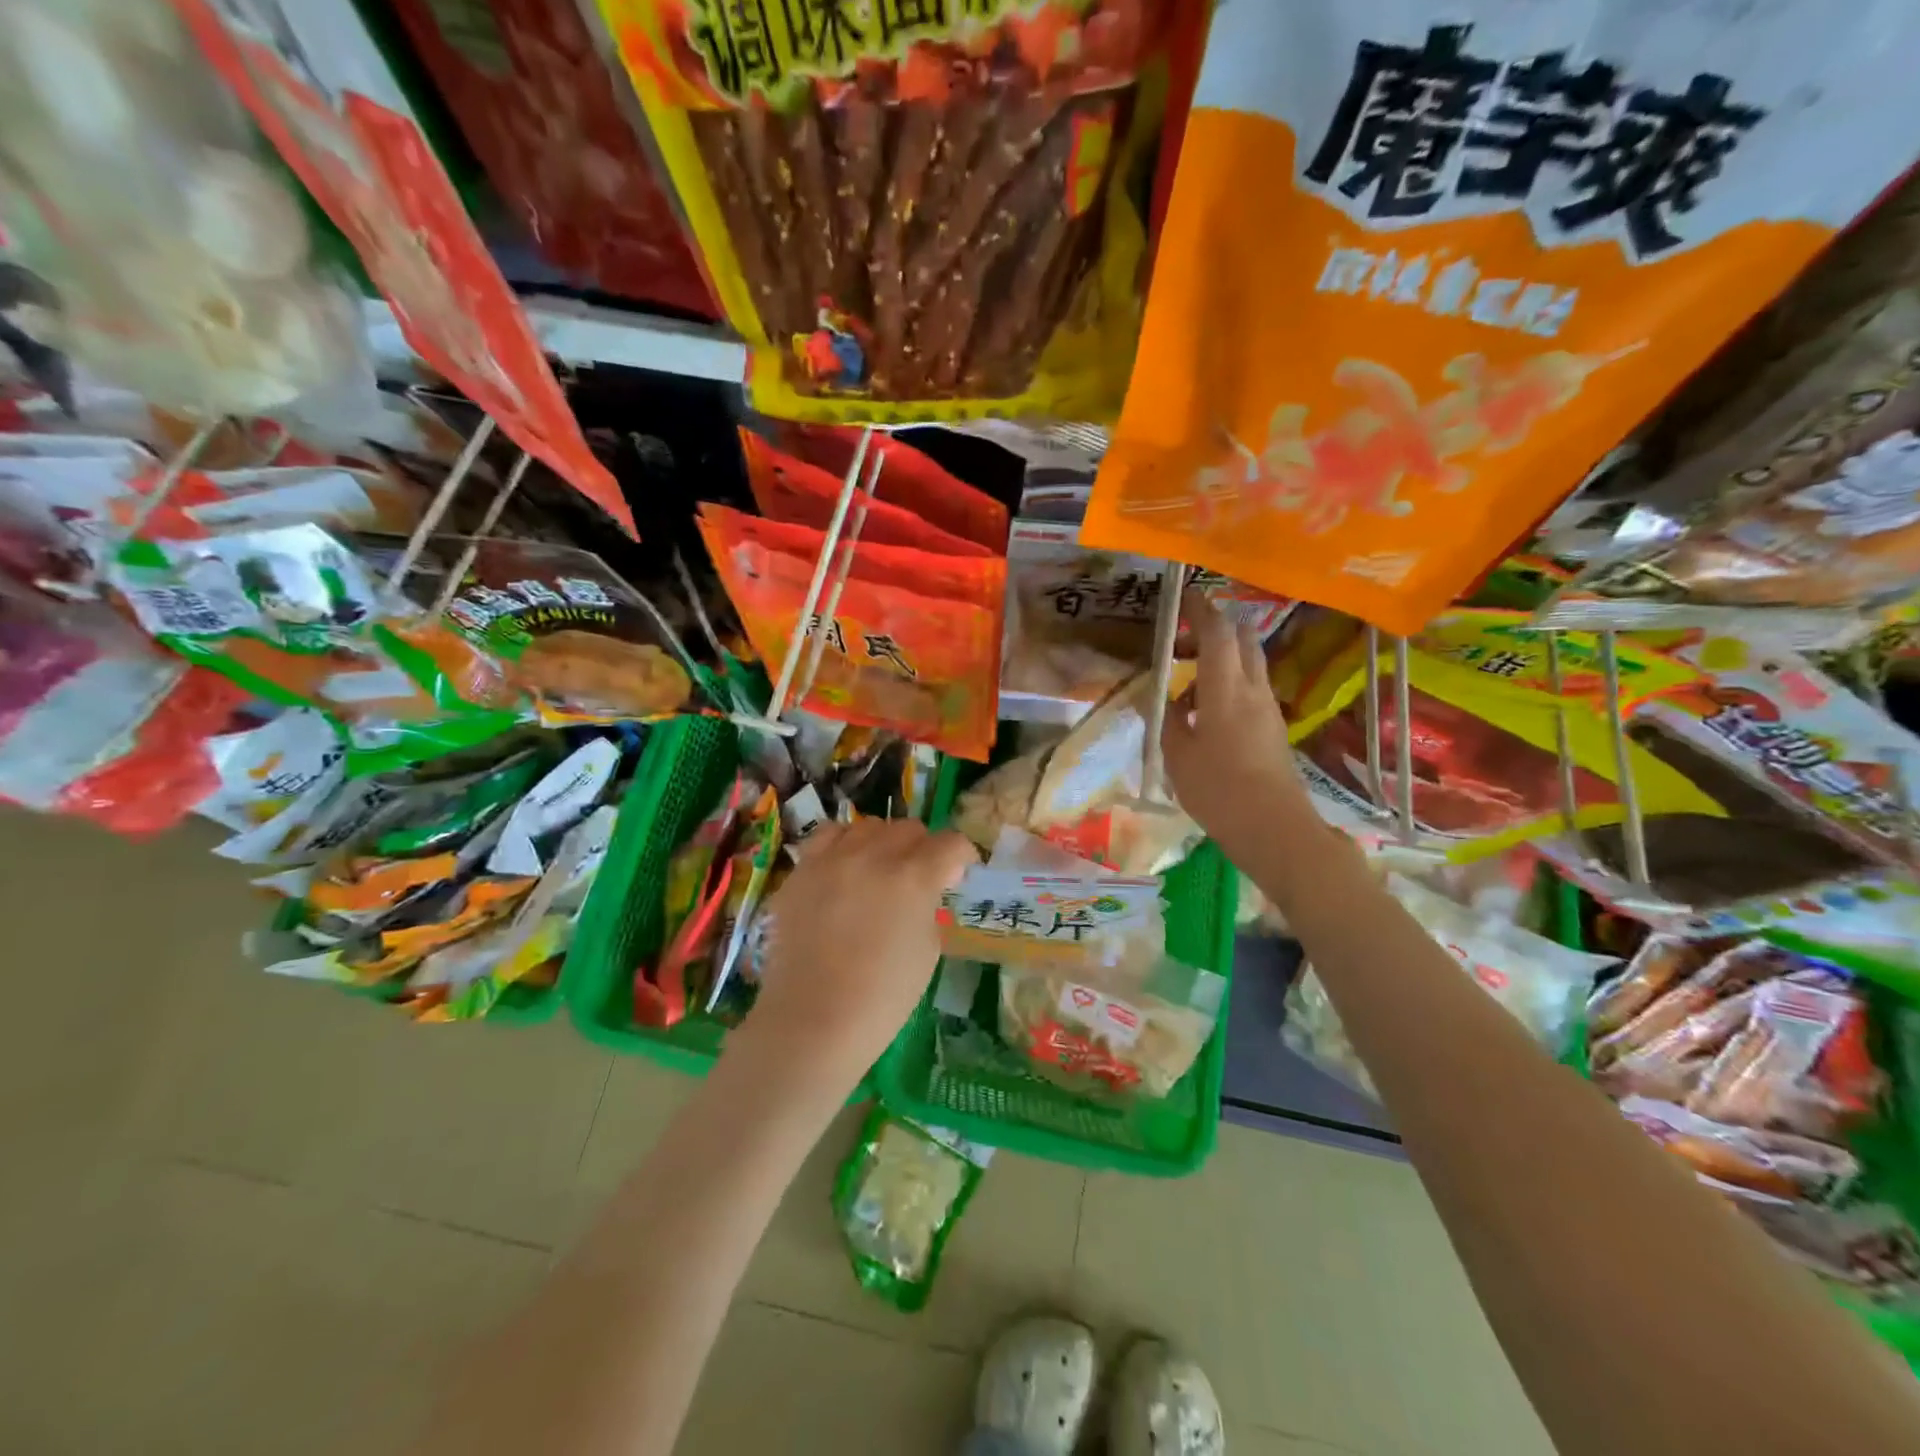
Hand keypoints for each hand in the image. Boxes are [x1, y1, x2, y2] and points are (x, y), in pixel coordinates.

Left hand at [738, 818, 976, 1091]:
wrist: (811, 1020)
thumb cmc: (882, 997)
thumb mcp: (928, 950)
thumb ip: (929, 906)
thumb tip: (925, 890)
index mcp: (914, 877)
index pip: (950, 843)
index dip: (962, 857)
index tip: (958, 874)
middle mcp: (873, 855)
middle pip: (910, 829)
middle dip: (924, 848)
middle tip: (921, 877)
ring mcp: (832, 859)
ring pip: (868, 826)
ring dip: (883, 842)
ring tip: (879, 869)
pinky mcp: (802, 870)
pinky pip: (828, 838)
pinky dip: (844, 845)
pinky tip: (844, 868)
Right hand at [1161, 590, 1315, 869]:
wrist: (1273, 827)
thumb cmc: (1218, 789)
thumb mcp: (1177, 755)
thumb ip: (1170, 720)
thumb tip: (1168, 700)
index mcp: (1226, 689)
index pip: (1217, 633)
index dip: (1201, 610)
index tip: (1185, 597)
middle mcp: (1253, 689)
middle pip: (1242, 640)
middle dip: (1215, 630)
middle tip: (1183, 644)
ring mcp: (1268, 708)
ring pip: (1249, 665)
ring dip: (1222, 660)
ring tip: (1188, 685)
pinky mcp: (1274, 728)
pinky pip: (1251, 690)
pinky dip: (1229, 685)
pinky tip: (1206, 714)